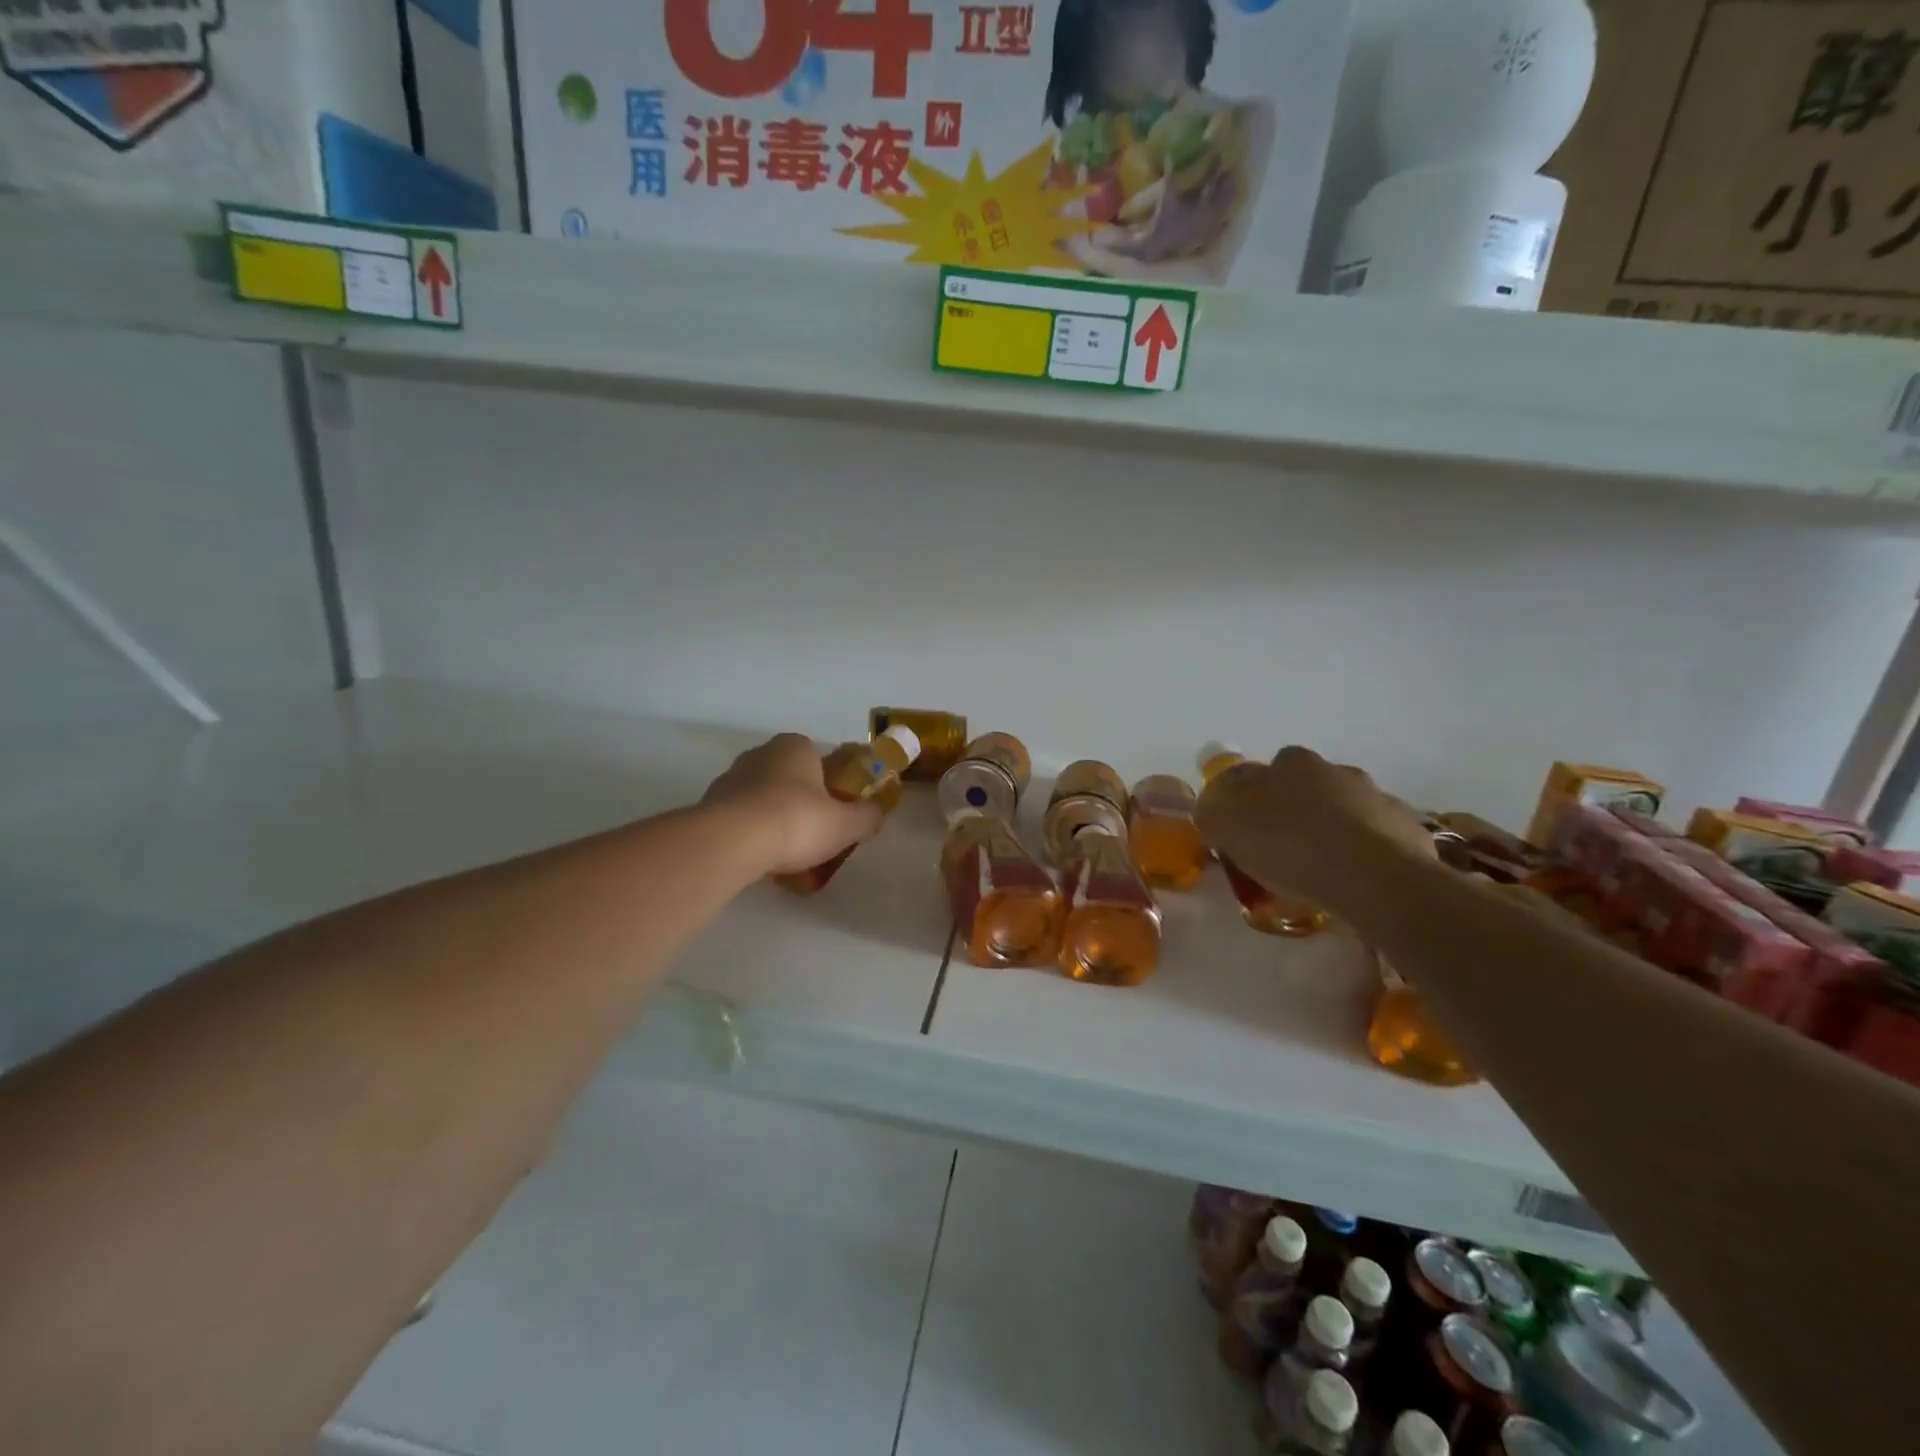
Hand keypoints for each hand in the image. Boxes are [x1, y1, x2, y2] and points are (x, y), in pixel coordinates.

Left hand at [702, 733, 884, 876]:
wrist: (732, 841)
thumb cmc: (797, 821)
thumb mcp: (845, 824)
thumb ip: (866, 817)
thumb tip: (877, 813)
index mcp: (796, 746)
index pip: (818, 756)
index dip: (829, 781)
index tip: (835, 807)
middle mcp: (761, 753)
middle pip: (788, 775)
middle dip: (800, 798)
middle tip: (813, 829)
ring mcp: (730, 777)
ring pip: (761, 795)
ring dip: (772, 815)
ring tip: (786, 849)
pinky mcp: (709, 804)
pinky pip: (739, 816)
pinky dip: (750, 831)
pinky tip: (760, 855)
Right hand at [1195, 747, 1434, 913]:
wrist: (1373, 879)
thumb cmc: (1289, 845)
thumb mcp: (1225, 825)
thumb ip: (1214, 810)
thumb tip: (1216, 808)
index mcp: (1291, 764)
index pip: (1265, 770)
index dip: (1255, 798)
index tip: (1250, 829)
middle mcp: (1337, 771)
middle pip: (1309, 788)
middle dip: (1297, 812)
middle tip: (1284, 850)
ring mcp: (1378, 799)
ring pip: (1346, 812)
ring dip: (1334, 831)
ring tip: (1322, 873)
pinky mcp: (1409, 832)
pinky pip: (1379, 840)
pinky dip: (1366, 855)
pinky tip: (1356, 883)